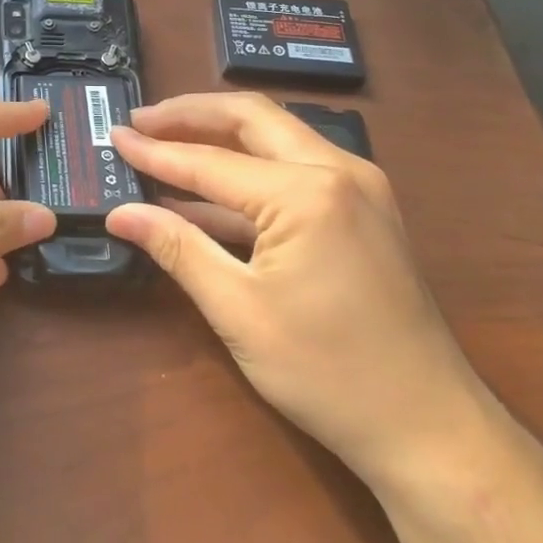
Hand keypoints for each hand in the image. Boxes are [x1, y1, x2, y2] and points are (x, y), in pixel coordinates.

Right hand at [105, 92, 501, 498]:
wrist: (429, 427)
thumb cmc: (328, 373)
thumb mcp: (238, 310)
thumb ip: (177, 248)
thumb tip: (120, 213)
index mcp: (307, 192)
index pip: (211, 162)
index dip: (155, 152)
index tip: (114, 136)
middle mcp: (338, 170)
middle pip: (251, 119)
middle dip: (191, 115)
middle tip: (141, 121)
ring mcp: (358, 187)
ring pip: (275, 137)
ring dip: (219, 136)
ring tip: (165, 141)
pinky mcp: (363, 209)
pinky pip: (294, 168)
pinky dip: (248, 171)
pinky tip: (207, 190)